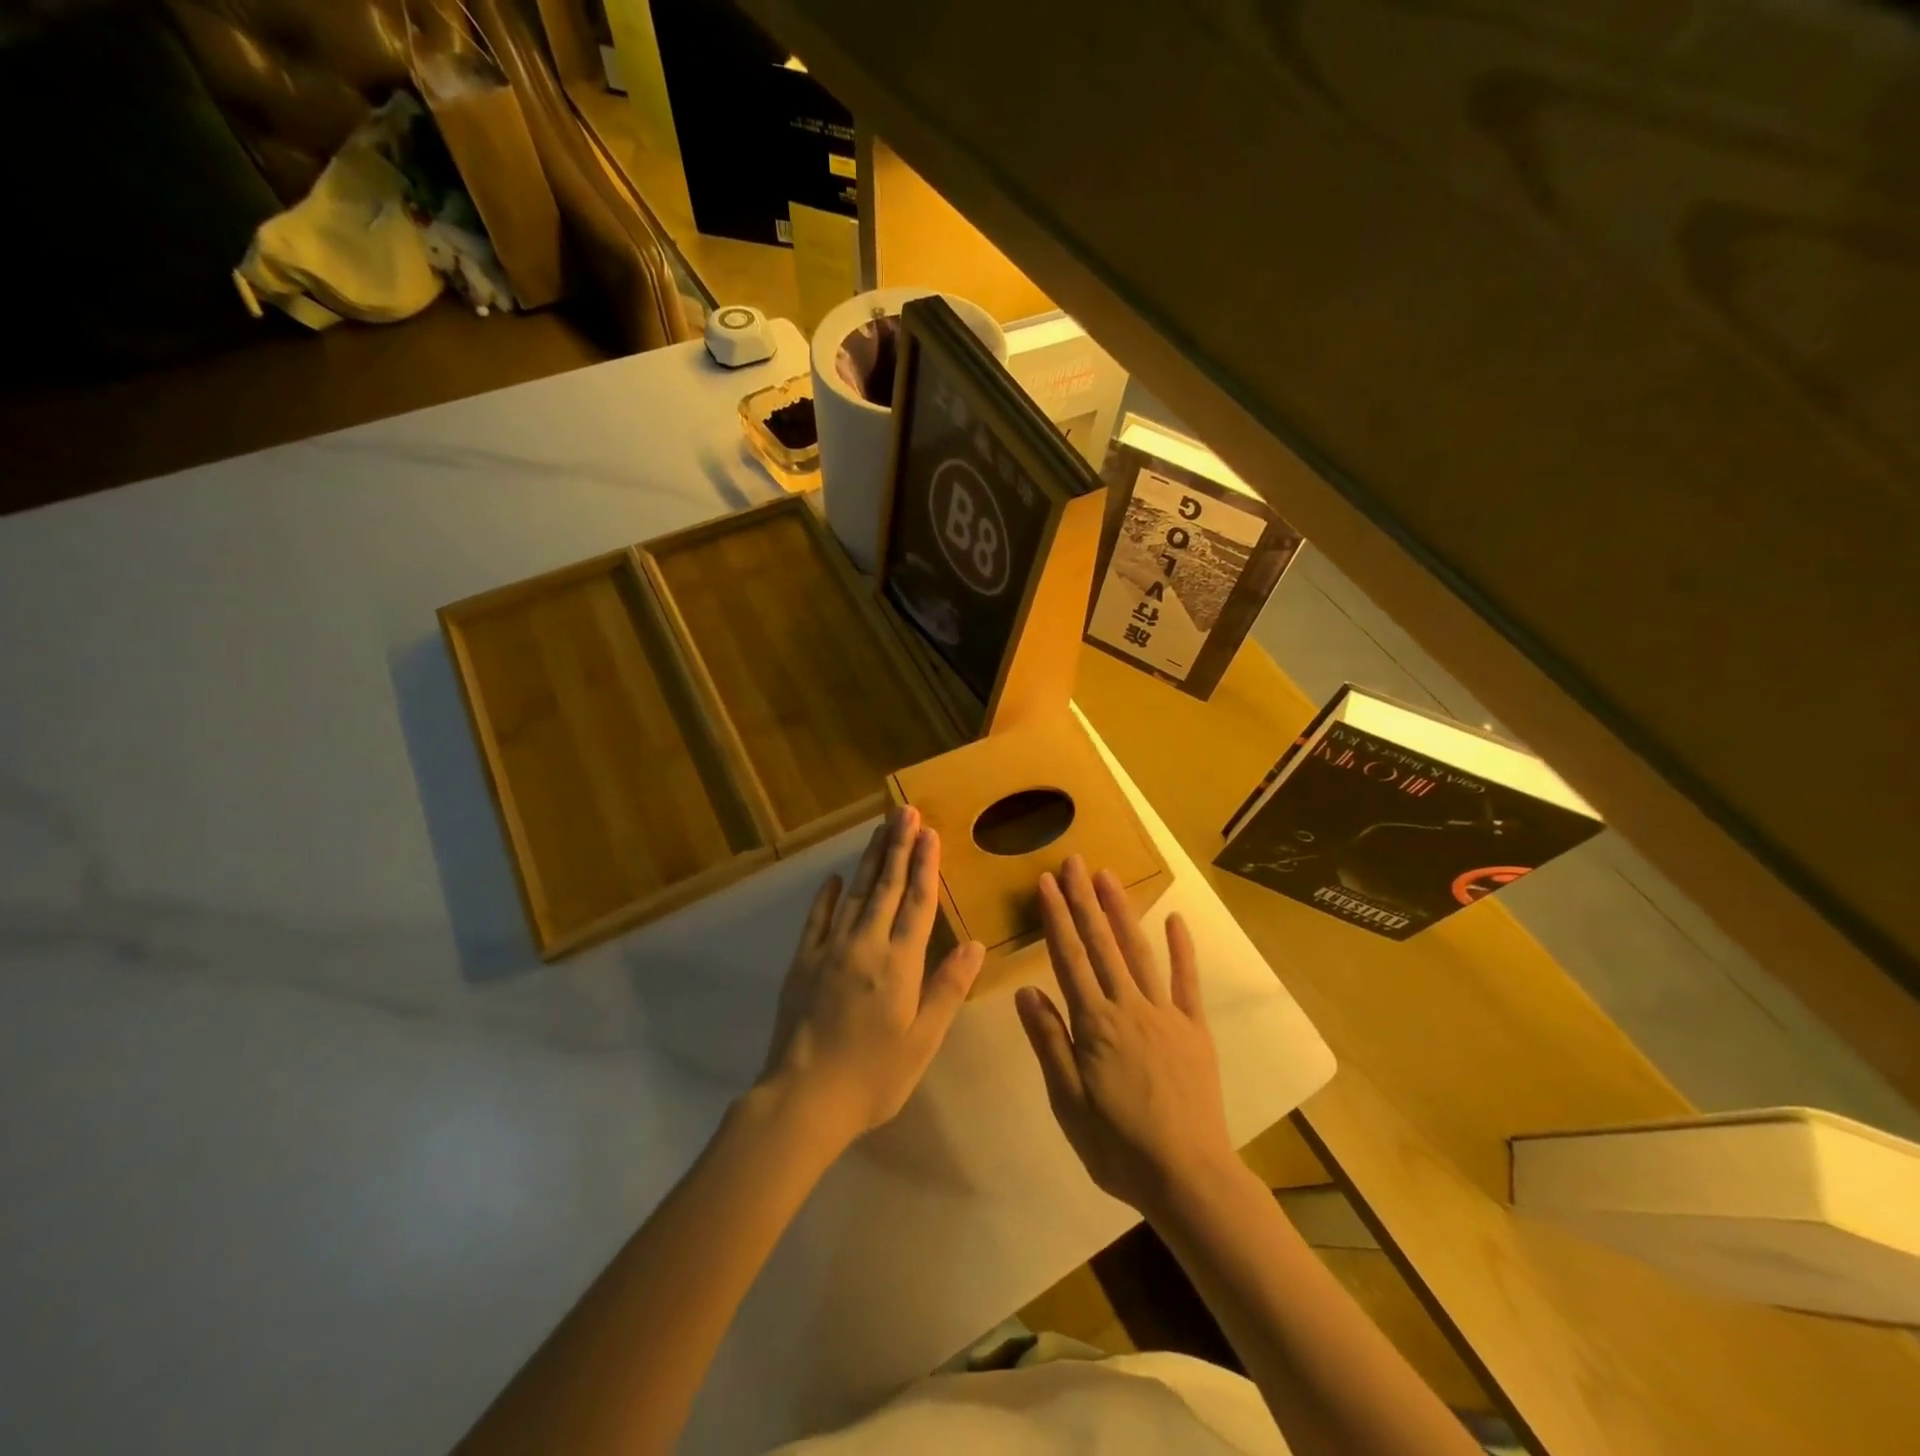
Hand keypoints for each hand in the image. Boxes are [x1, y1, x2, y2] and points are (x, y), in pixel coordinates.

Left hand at [757, 806, 985, 1148]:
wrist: (803, 1098)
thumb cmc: (873, 1076)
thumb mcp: (922, 1041)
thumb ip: (947, 989)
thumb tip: (975, 945)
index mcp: (899, 963)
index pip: (918, 903)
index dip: (926, 865)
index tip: (930, 832)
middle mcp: (866, 945)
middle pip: (887, 887)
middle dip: (899, 846)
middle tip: (905, 811)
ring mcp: (830, 950)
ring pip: (855, 893)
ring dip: (870, 860)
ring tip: (881, 830)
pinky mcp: (803, 962)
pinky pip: (817, 919)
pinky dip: (827, 896)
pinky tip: (835, 878)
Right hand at [1016, 855, 1238, 1214]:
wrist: (1188, 1177)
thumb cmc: (1118, 1146)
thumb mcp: (1068, 1103)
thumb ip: (1049, 1042)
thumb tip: (1025, 990)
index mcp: (1095, 1024)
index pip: (1069, 958)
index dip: (1056, 918)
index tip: (1045, 883)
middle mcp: (1129, 1006)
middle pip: (1102, 944)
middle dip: (1084, 900)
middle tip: (1074, 862)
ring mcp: (1165, 1013)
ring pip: (1139, 951)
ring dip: (1122, 911)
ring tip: (1108, 877)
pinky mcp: (1194, 1028)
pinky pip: (1187, 980)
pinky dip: (1182, 948)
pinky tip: (1175, 919)